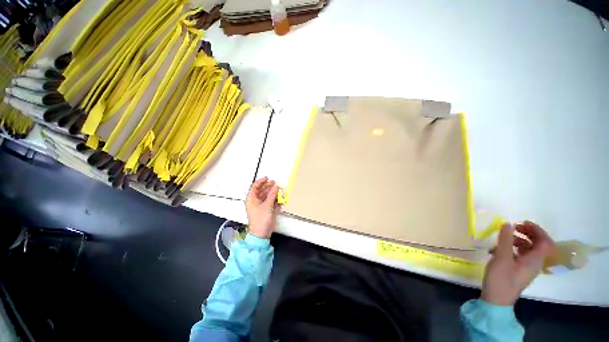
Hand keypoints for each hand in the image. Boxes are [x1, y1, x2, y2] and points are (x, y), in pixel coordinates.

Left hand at [246, 177, 279, 238]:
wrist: (261, 233)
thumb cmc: (261, 219)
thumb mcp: (267, 205)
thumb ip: (272, 195)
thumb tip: (275, 187)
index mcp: (251, 199)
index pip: (255, 187)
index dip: (261, 181)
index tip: (267, 178)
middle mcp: (255, 201)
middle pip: (261, 190)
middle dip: (268, 186)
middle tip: (275, 184)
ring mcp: (261, 206)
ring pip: (266, 196)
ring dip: (272, 193)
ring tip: (278, 190)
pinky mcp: (266, 210)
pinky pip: (270, 202)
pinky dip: (274, 199)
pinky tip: (278, 198)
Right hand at [481, 221, 553, 305]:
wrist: (497, 299)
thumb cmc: (501, 278)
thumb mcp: (502, 257)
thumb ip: (506, 240)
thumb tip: (508, 224)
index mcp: (535, 260)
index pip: (545, 242)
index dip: (537, 230)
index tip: (523, 222)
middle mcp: (534, 263)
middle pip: (538, 245)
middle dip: (528, 234)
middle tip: (514, 227)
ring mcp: (526, 268)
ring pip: (529, 250)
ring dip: (519, 240)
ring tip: (505, 237)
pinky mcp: (518, 271)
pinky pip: (521, 255)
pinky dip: (513, 248)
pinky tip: (500, 249)